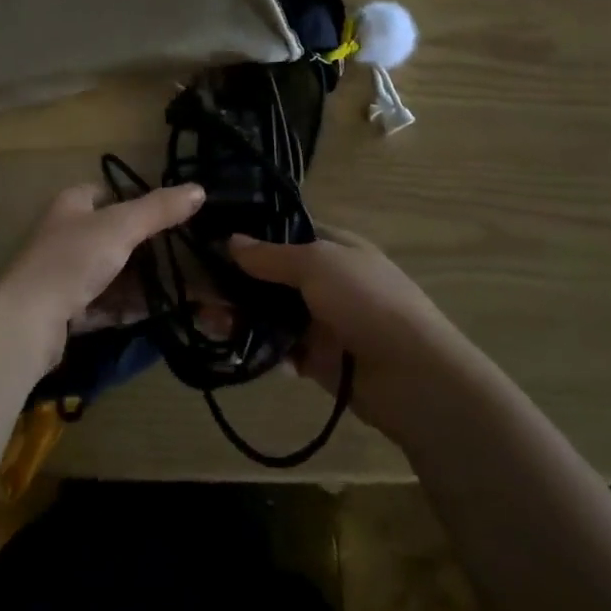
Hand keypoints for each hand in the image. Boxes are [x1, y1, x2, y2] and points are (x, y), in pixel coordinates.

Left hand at [0, 182, 204, 373]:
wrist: (28, 319)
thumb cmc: (72, 259)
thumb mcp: (121, 227)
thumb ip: (159, 209)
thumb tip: (199, 189)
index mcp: (73, 204)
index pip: (108, 193)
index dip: (137, 200)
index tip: (171, 215)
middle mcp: (66, 234)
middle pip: (114, 236)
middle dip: (146, 248)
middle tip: (183, 256)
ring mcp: (65, 274)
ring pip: (112, 273)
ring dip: (142, 282)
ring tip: (181, 289)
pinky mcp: (67, 310)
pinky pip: (106, 304)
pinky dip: (129, 307)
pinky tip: (158, 314)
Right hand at [228, 227, 458, 440]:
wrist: (414, 378)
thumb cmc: (367, 302)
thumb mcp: (317, 264)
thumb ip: (271, 256)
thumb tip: (231, 240)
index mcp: (334, 247)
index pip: (284, 232)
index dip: (251, 235)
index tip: (211, 238)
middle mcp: (327, 280)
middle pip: (272, 275)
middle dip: (237, 280)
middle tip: (196, 286)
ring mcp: (323, 320)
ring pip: (272, 312)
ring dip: (241, 314)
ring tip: (206, 317)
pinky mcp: (320, 359)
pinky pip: (281, 347)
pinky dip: (259, 346)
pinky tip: (232, 344)